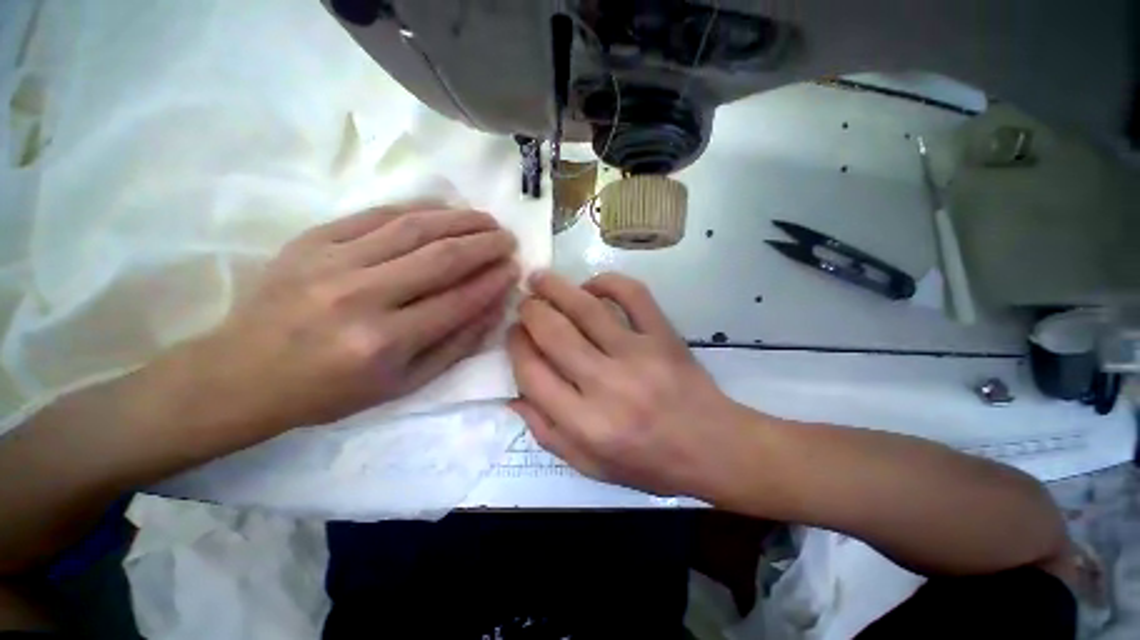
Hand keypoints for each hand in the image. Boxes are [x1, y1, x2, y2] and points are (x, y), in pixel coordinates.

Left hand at [197, 203, 518, 437]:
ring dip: (460, 219)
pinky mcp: (312, 240)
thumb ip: (457, 345)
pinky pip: (377, 214)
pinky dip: (418, 208)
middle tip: (508, 238)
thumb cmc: (331, 390)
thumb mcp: (404, 384)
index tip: (514, 269)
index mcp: (385, 342)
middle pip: (442, 257)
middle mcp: (362, 297)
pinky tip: (443, 209)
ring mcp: (333, 262)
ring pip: (414, 228)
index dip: (493, 281)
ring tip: (486, 219)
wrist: (243, 374)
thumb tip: (494, 308)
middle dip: (485, 244)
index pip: (459, 300)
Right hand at [508, 271, 742, 497]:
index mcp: (585, 423)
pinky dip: (607, 282)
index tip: (514, 334)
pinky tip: (591, 286)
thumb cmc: (648, 462)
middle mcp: (607, 385)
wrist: (711, 447)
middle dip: (530, 312)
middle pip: (553, 333)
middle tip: (524, 303)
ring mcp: (639, 354)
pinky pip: (632, 294)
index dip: (515, 347)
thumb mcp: (590, 465)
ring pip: (585, 308)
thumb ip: (545, 432)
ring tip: (539, 279)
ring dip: (555, 288)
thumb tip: (512, 395)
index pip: (531, 373)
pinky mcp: (663, 335)